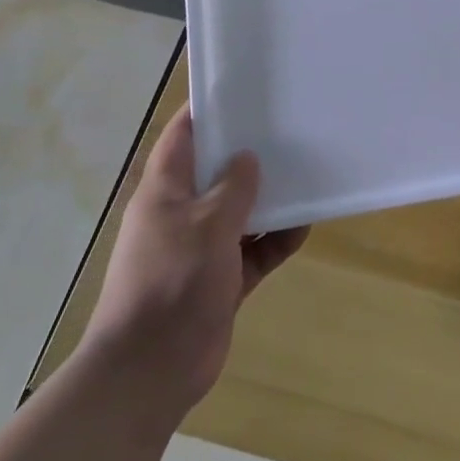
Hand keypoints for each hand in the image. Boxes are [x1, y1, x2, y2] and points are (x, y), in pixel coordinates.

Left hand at [82, 106, 304, 409]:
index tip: (242, 89)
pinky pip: (255, 249)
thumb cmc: (172, 284)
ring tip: (308, 174)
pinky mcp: (222, 280)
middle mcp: (182, 215)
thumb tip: (248, 158)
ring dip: (271, 199)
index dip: (206, 111)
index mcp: (165, 193)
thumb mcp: (206, 226)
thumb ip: (232, 189)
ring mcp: (202, 249)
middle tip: (291, 130)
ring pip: (242, 212)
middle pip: (217, 173)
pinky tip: (305, 225)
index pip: (182, 137)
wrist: (151, 370)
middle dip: (250, 155)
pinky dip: (277, 239)